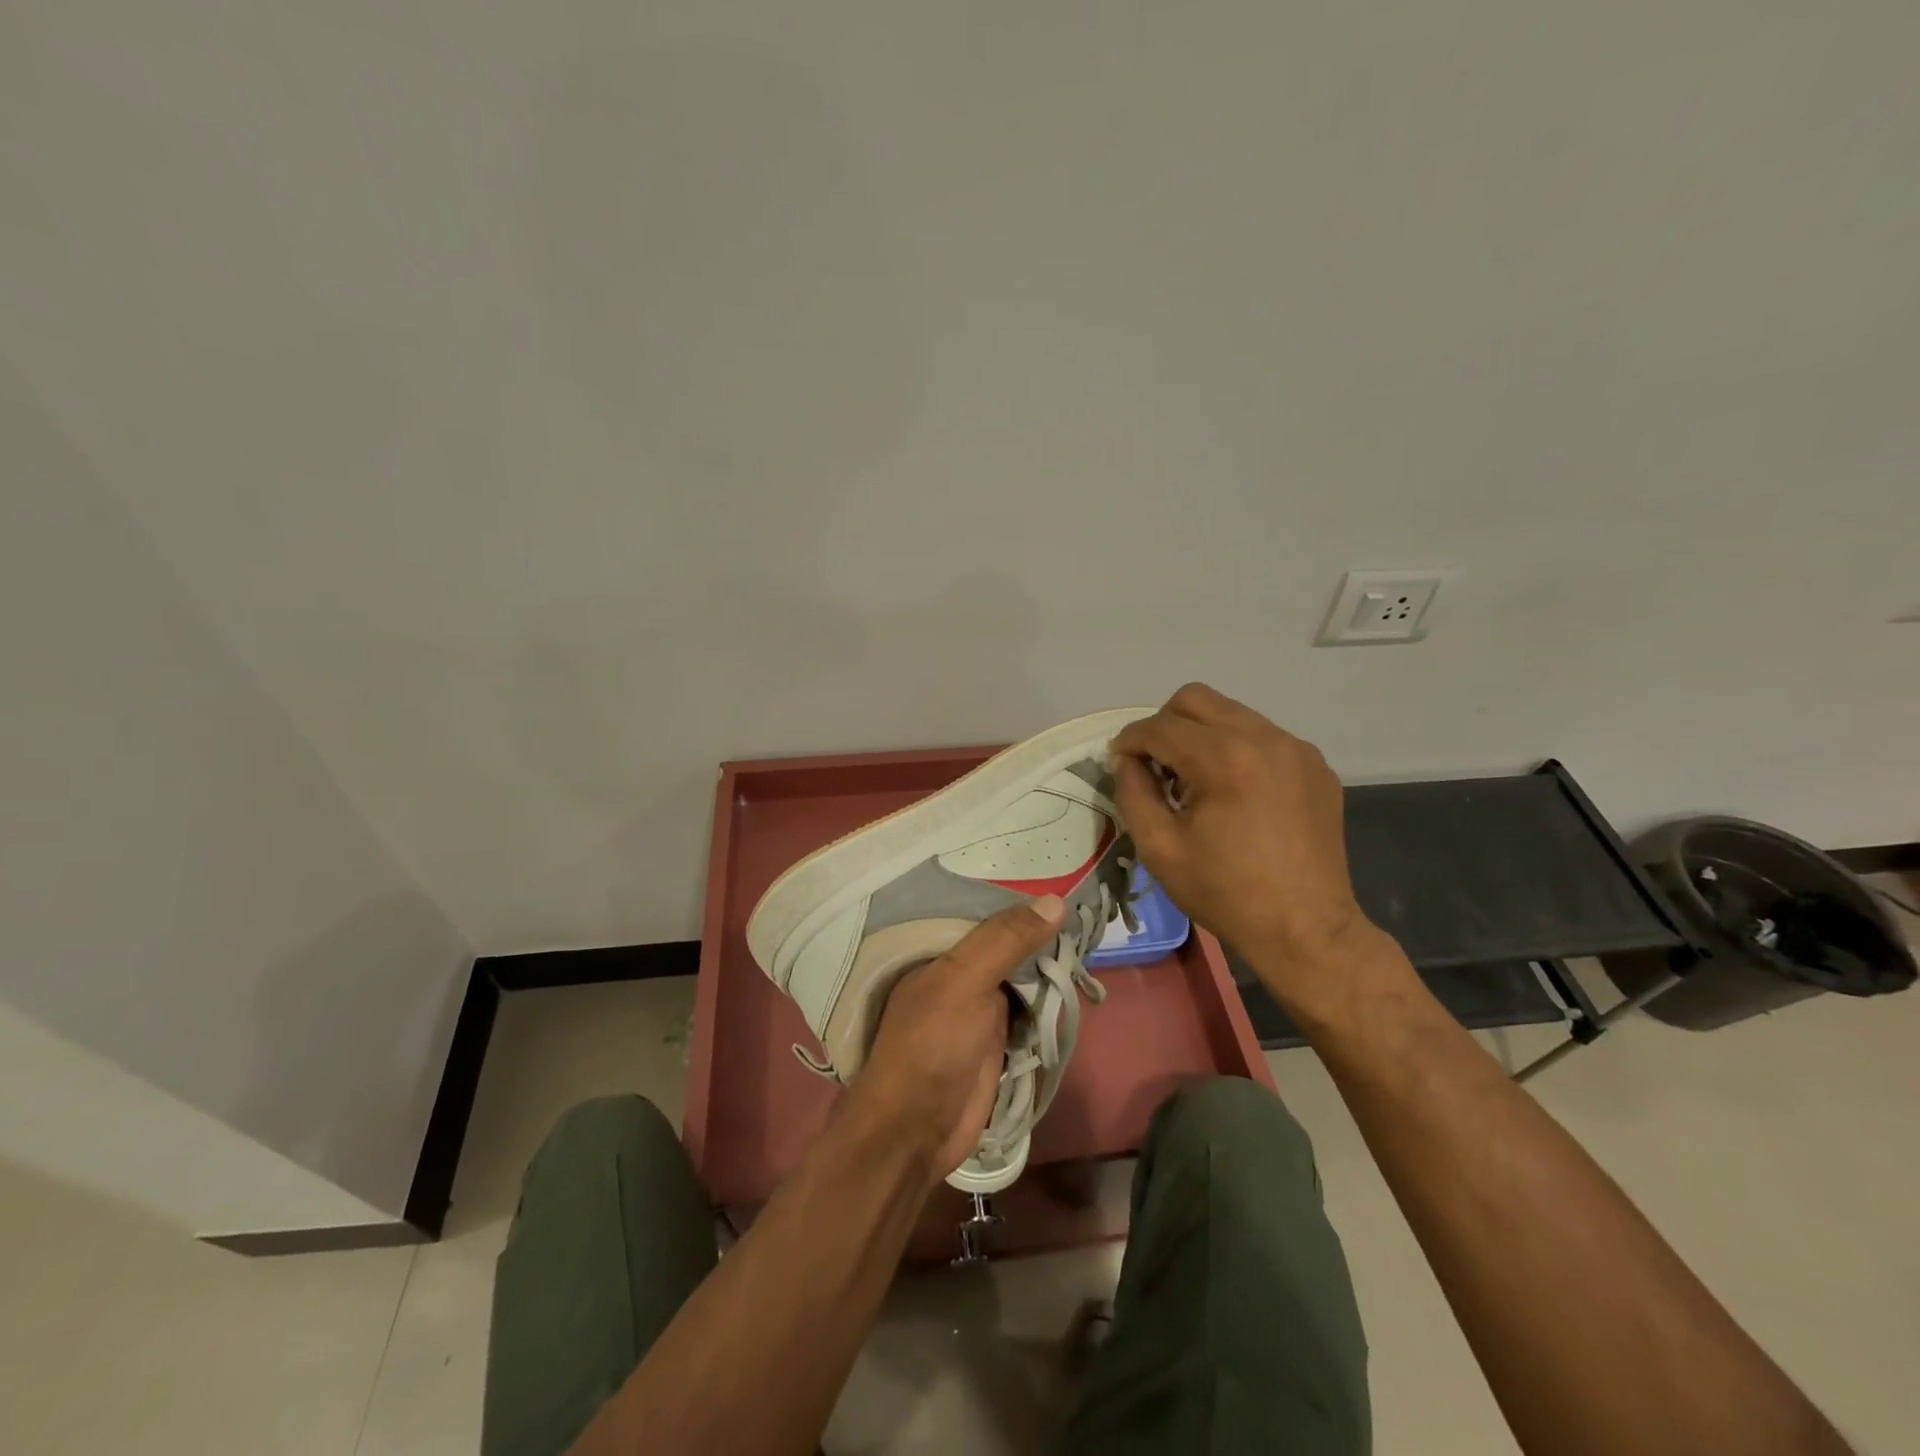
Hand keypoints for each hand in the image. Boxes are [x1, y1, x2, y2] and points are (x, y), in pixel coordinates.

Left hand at [848, 897, 1067, 1183]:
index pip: (983, 908)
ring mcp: (981, 1006)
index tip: (1059, 871)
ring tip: (1091, 927)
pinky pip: (1032, 1008)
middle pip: (1008, 941)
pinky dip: (1051, 997)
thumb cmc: (931, 1045)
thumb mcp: (964, 981)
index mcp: (940, 950)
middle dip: (1041, 927)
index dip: (1018, 891)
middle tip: (1090, 899)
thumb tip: (1056, 900)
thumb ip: (1005, 940)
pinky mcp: (999, 1039)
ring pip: (1023, 974)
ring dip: (1050, 961)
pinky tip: (1079, 976)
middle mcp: (961, 972)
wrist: (917, 1130)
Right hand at [1111, 684, 1377, 1007]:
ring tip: (1195, 780)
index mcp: (1223, 759)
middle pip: (1195, 699)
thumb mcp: (1159, 848)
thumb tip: (1126, 760)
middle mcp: (1264, 738)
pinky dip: (1237, 749)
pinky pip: (1263, 736)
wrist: (1306, 929)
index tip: (1118, 762)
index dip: (1129, 741)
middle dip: (1164, 724)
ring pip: (1231, 713)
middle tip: (1155, 764)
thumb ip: (1133, 792)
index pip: (1160, 726)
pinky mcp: (1315, 765)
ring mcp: (1296, 749)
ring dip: (1201, 735)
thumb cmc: (1225, 892)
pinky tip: (1234, 792)